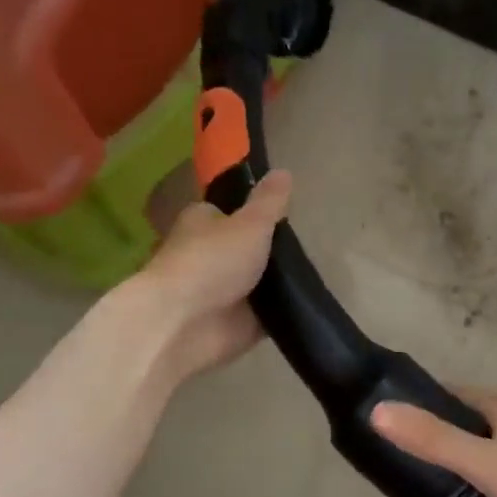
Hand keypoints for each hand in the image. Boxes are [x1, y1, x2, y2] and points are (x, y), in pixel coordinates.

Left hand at [131, 170, 291, 382]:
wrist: (184, 324)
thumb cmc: (212, 261)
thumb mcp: (250, 223)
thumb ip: (270, 202)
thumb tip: (284, 171)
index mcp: (203, 222)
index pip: (230, 212)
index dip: (256, 214)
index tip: (287, 217)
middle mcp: (208, 255)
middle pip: (248, 249)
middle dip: (272, 252)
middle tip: (308, 249)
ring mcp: (221, 292)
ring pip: (258, 283)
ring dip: (278, 284)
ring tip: (312, 277)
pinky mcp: (234, 325)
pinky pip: (265, 315)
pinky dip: (281, 312)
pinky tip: (305, 305)